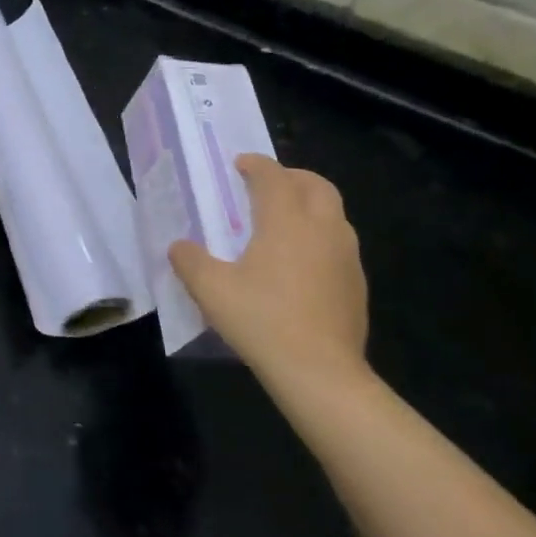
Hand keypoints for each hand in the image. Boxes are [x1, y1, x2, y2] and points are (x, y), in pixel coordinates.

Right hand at [169, 155, 370, 387]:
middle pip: (316, 185)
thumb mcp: (210, 290)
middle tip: (266, 186)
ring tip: (283, 223)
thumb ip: (189, 261)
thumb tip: (179, 247)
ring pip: (333, 213)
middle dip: (291, 177)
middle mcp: (322, 228)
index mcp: (286, 220)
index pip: (274, 176)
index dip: (256, 165)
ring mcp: (346, 255)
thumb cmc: (262, 320)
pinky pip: (339, 243)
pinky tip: (300, 264)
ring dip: (309, 205)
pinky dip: (320, 236)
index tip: (240, 164)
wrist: (320, 372)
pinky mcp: (356, 282)